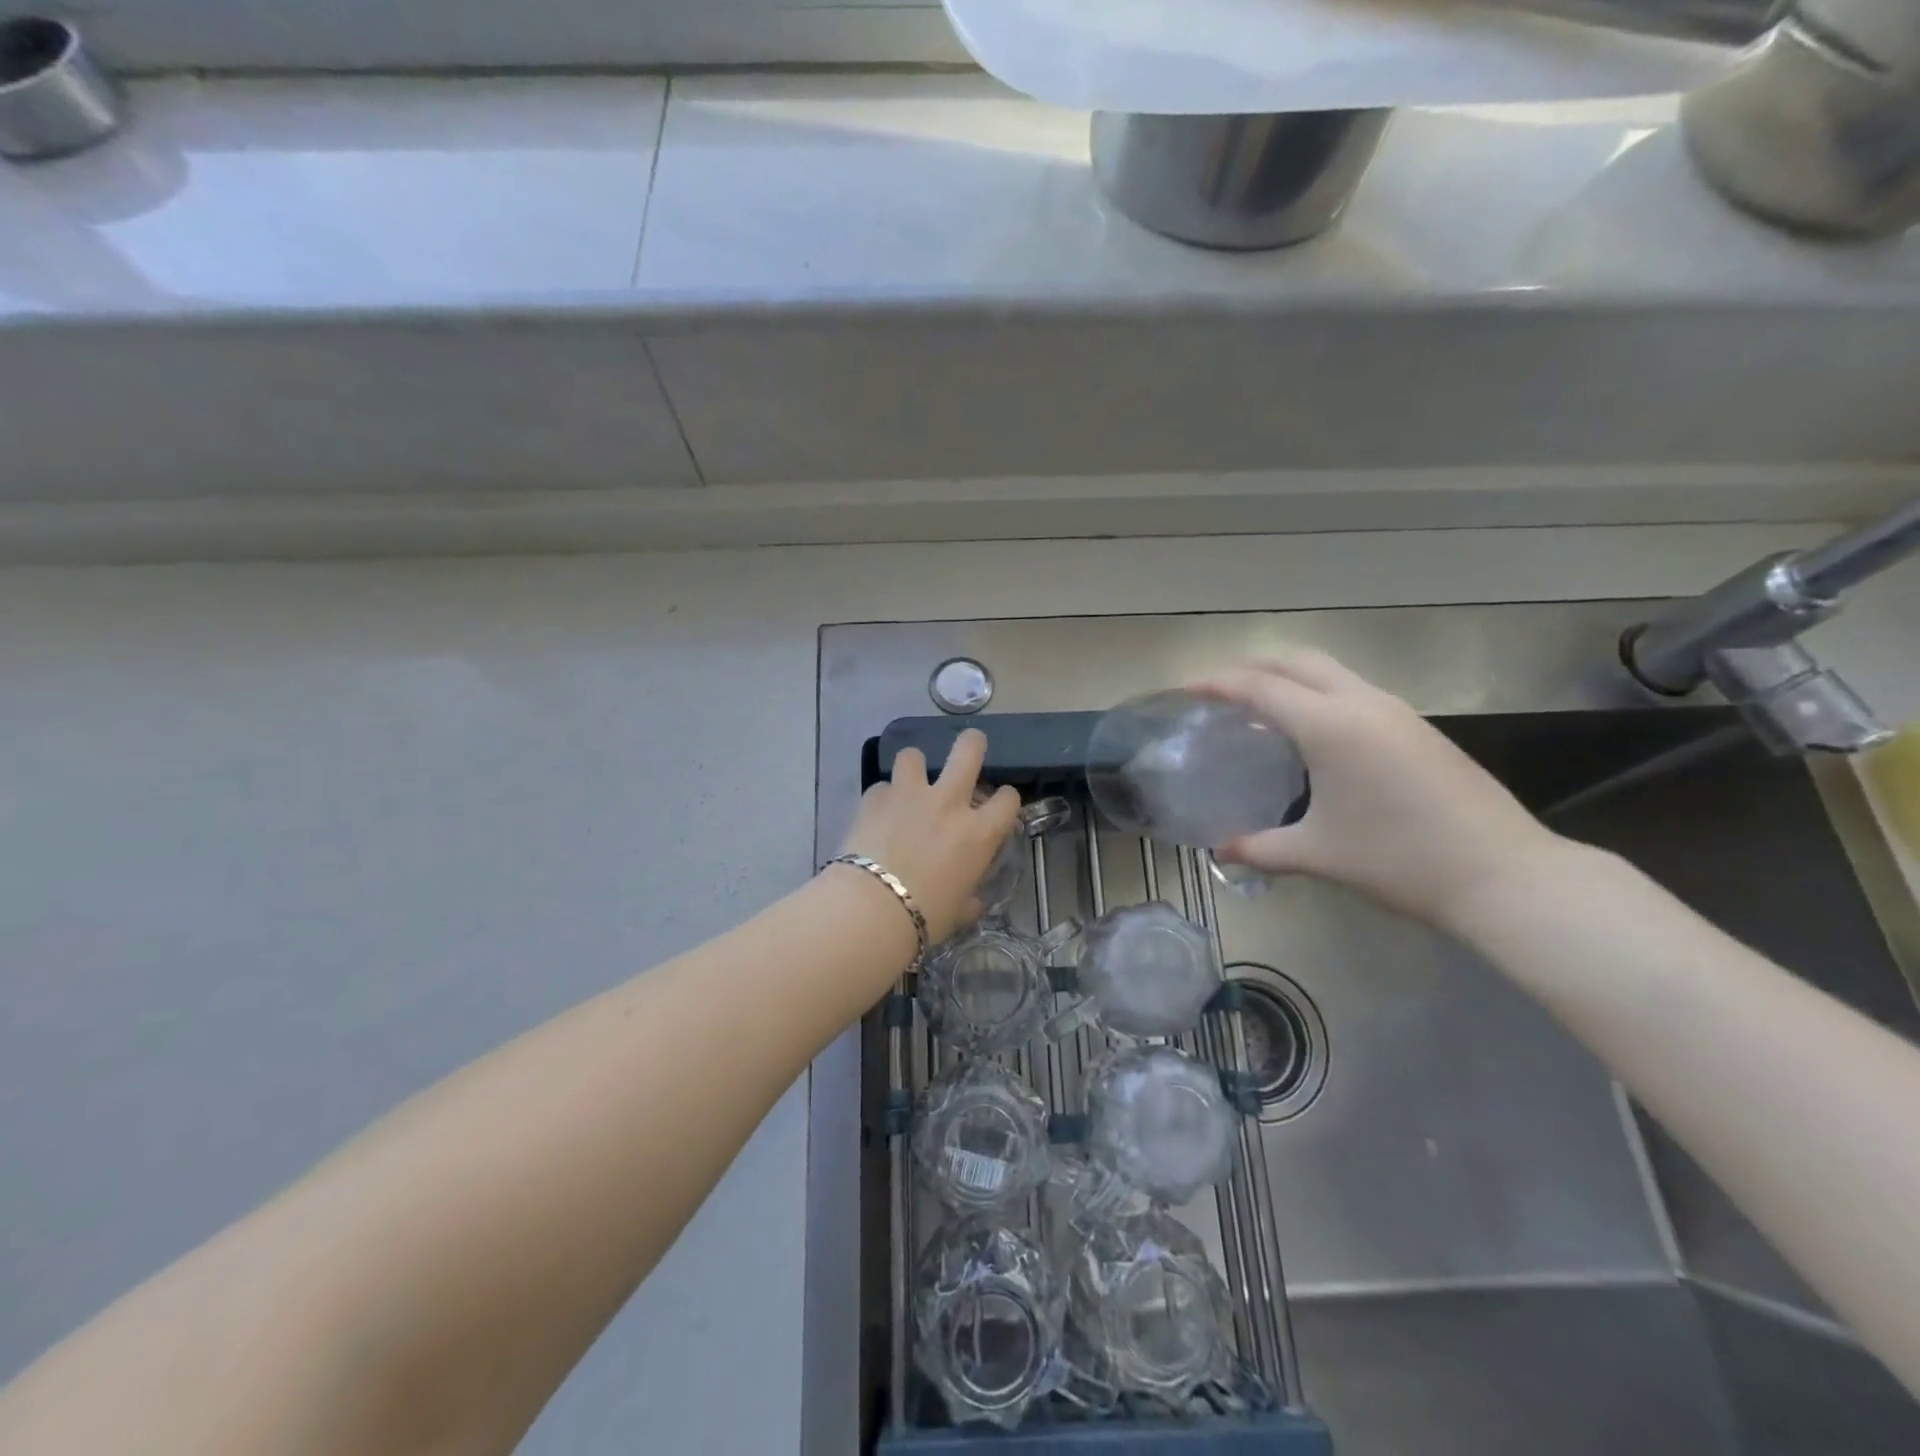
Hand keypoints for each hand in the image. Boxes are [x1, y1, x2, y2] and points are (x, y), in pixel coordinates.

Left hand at [838, 729, 1022, 944]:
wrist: (870, 910)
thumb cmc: (924, 917)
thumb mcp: (958, 912)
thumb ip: (969, 900)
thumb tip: (973, 902)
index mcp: (978, 833)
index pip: (1008, 799)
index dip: (1005, 799)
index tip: (998, 805)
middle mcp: (948, 803)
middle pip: (968, 750)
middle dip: (972, 744)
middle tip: (969, 748)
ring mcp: (909, 796)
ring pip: (914, 755)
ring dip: (914, 767)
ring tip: (909, 783)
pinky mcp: (874, 799)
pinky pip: (881, 787)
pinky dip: (882, 799)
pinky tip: (877, 815)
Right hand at [1192, 651, 1563, 932]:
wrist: (1503, 874)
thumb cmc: (1398, 859)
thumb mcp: (1318, 854)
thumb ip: (1260, 848)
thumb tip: (1220, 852)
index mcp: (1330, 725)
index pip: (1259, 687)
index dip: (1216, 684)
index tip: (1185, 689)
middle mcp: (1362, 703)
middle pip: (1296, 661)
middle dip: (1252, 666)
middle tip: (1219, 690)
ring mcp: (1396, 712)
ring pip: (1331, 671)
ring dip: (1290, 677)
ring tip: (1260, 707)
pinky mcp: (1418, 728)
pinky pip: (1354, 691)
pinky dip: (1319, 694)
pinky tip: (1312, 732)